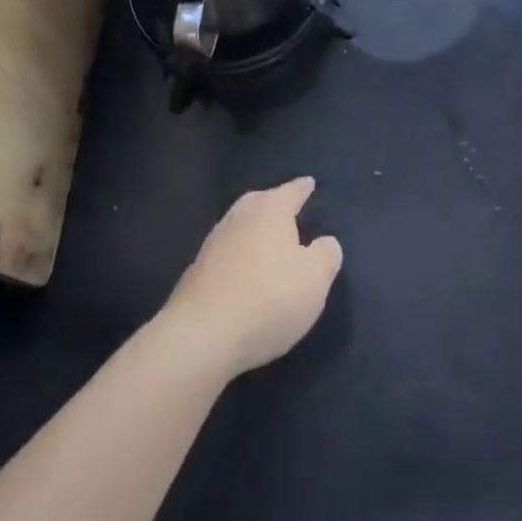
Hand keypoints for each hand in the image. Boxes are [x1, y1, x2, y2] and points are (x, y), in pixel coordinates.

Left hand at [162, 177, 342, 379]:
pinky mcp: (196, 273)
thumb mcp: (315, 279)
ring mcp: (213, 244)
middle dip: (274, 205)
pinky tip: (244, 275)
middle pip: (260, 203)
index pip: (291, 191)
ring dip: (254, 233)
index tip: (309, 183)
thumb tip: (324, 243)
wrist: (201, 337)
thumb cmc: (268, 299)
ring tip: (267, 243)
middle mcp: (239, 217)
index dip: (302, 188)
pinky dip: (238, 259)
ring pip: (240, 228)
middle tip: (287, 210)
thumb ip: (326, 255)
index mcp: (270, 209)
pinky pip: (226, 256)